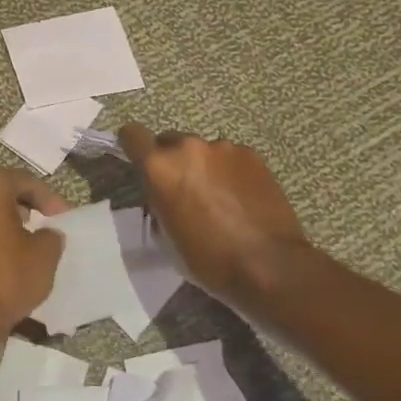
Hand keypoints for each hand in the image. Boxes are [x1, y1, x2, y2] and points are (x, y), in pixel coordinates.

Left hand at [0, 166, 68, 372]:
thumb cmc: (7, 275)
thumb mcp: (45, 253)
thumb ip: (50, 234)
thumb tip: (46, 233)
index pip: (25, 182)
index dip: (50, 200)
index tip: (64, 218)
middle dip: (21, 206)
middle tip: (41, 224)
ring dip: (0, 223)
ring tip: (22, 243)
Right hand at [116, 124, 309, 304]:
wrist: (268, 265)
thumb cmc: (208, 259)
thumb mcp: (165, 235)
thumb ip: (157, 202)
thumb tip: (163, 194)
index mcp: (160, 167)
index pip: (132, 135)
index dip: (132, 145)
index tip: (139, 161)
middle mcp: (189, 147)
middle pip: (170, 142)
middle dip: (172, 161)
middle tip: (184, 191)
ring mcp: (224, 148)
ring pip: (202, 151)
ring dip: (203, 167)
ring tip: (219, 198)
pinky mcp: (252, 155)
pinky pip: (229, 157)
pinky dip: (229, 172)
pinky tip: (241, 198)